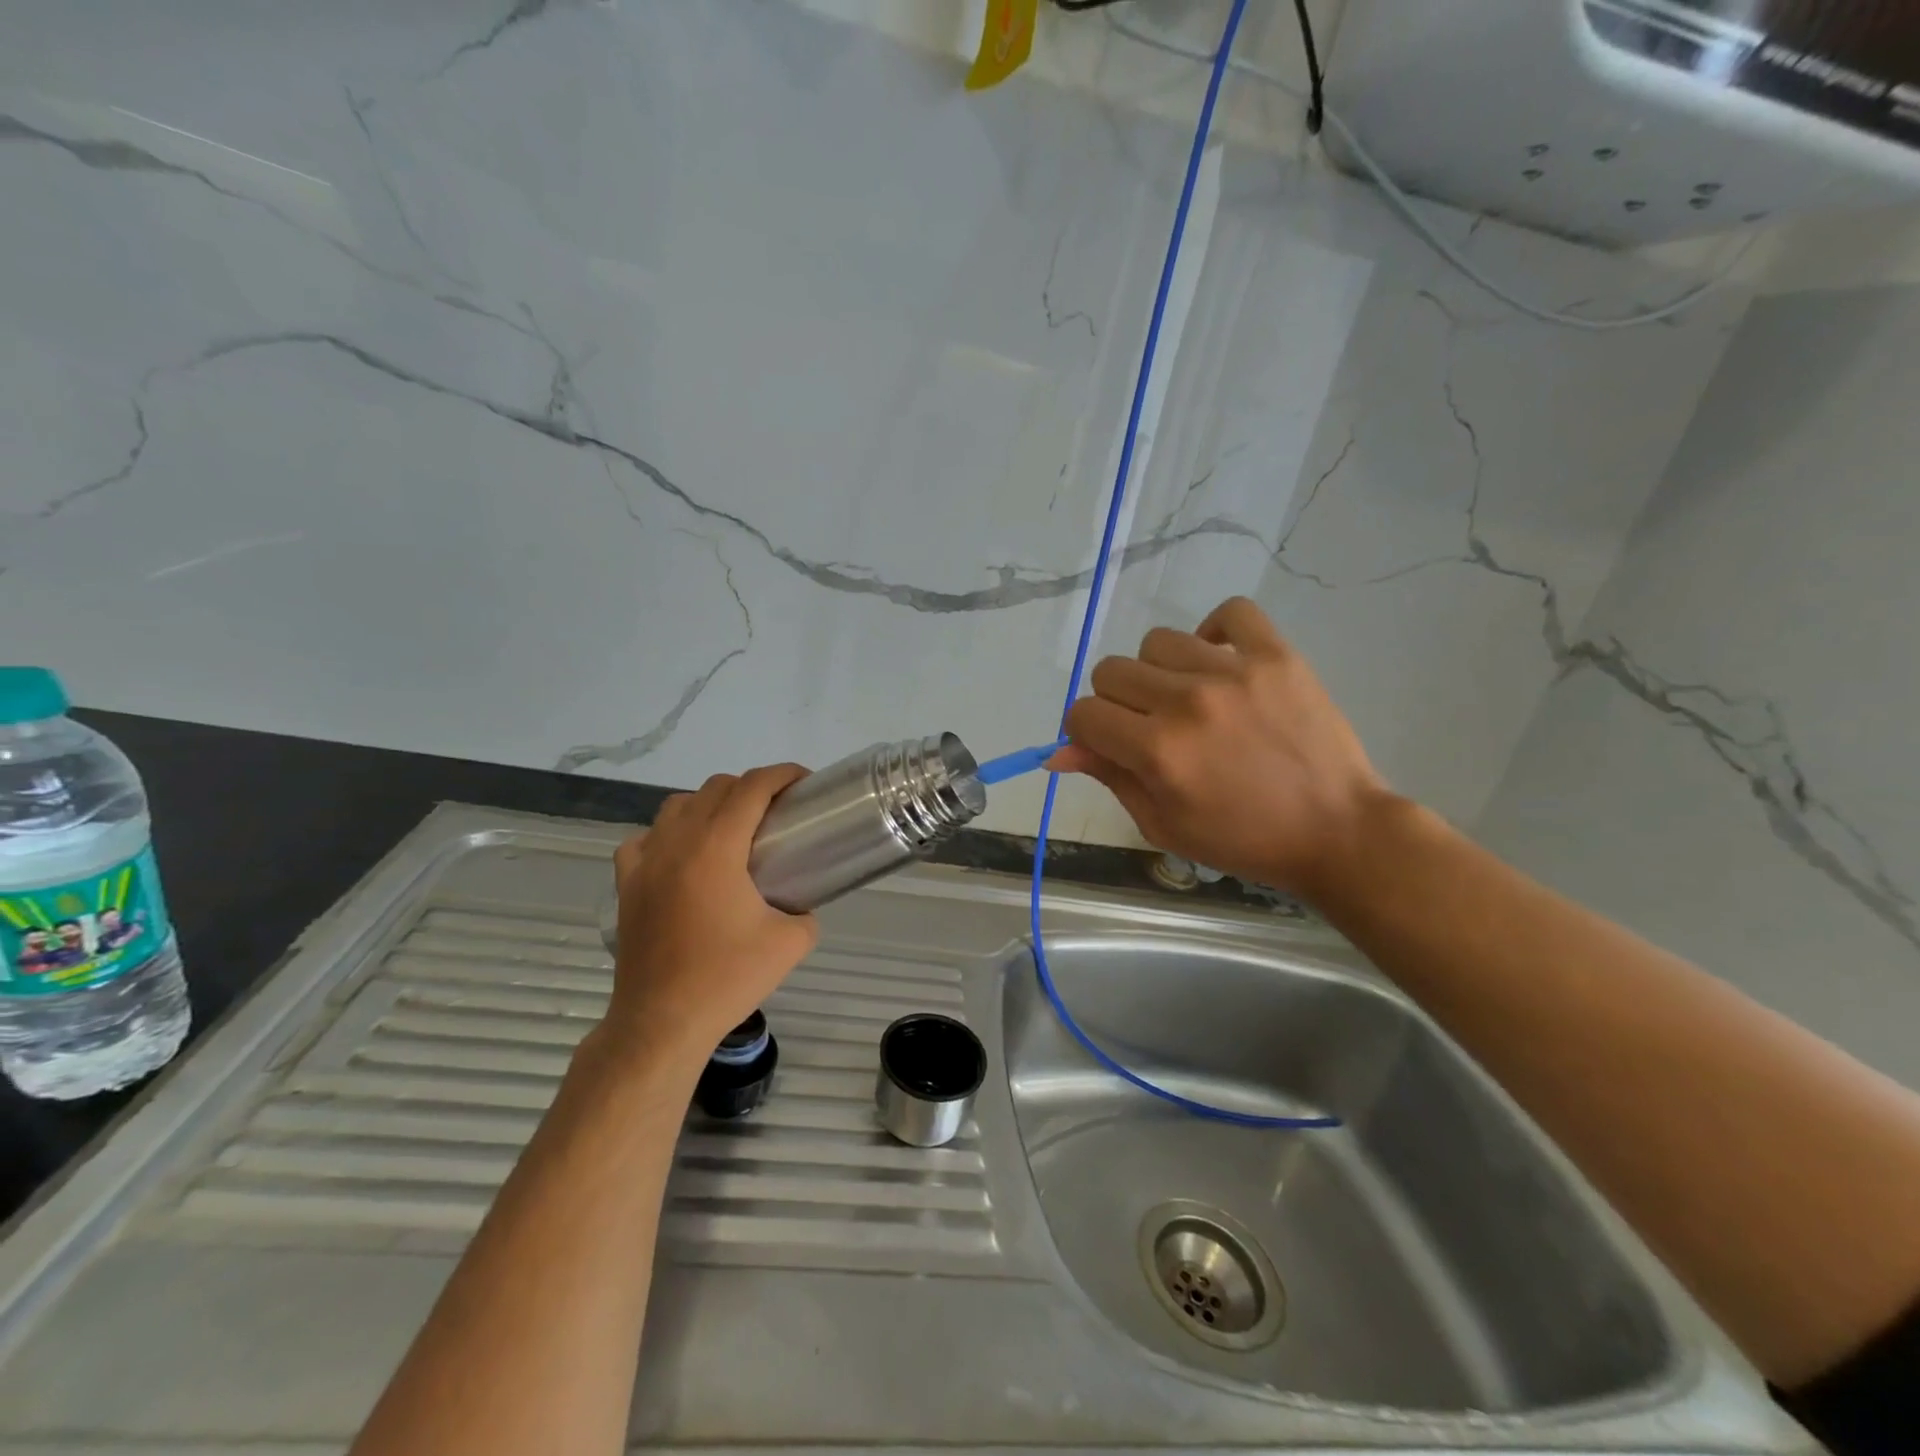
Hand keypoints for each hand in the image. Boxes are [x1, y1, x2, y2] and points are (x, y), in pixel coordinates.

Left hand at [603, 765, 818, 1066]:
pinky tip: (682, 856)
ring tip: (732, 830)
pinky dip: (669, 834)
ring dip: (710, 804)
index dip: (782, 774)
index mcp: (716, 847)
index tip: (804, 782)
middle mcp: (677, 842)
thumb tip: (801, 904)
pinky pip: (645, 838)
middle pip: (716, 788)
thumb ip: (806, 913)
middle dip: (752, 787)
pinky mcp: (626, 884)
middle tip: (778, 812)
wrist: (662, 1022)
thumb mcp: (791, 943)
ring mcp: (645, 861)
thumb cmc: (727, 978)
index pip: (752, 787)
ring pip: (678, 805)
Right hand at [1051, 597, 1391, 899]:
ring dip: (1160, 672)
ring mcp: (1234, 671)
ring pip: (1157, 641)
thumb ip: (1109, 778)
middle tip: (1150, 729)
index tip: (1108, 744)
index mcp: (1157, 751)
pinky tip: (1219, 663)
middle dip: (1116, 704)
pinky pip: (1230, 612)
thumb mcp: (1163, 824)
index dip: (1085, 732)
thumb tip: (1058, 751)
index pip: (1083, 714)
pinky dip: (1215, 632)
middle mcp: (1187, 702)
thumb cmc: (1243, 840)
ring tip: (1189, 699)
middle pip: (1111, 672)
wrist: (1338, 831)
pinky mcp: (1277, 655)